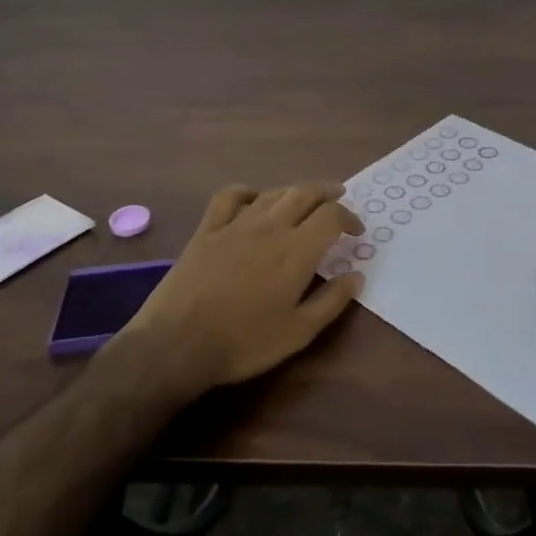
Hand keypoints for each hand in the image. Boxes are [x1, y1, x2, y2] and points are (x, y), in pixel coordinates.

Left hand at [112, 181, 363, 393]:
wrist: (178, 343)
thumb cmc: (244, 342)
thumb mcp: (298, 332)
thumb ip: (332, 301)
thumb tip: (357, 276)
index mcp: (297, 250)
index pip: (332, 216)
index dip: (349, 218)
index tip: (356, 231)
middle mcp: (271, 227)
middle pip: (304, 193)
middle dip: (326, 192)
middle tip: (338, 198)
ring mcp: (236, 224)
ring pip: (272, 193)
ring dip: (293, 192)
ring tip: (302, 200)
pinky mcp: (207, 229)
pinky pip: (229, 197)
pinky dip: (246, 192)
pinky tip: (252, 199)